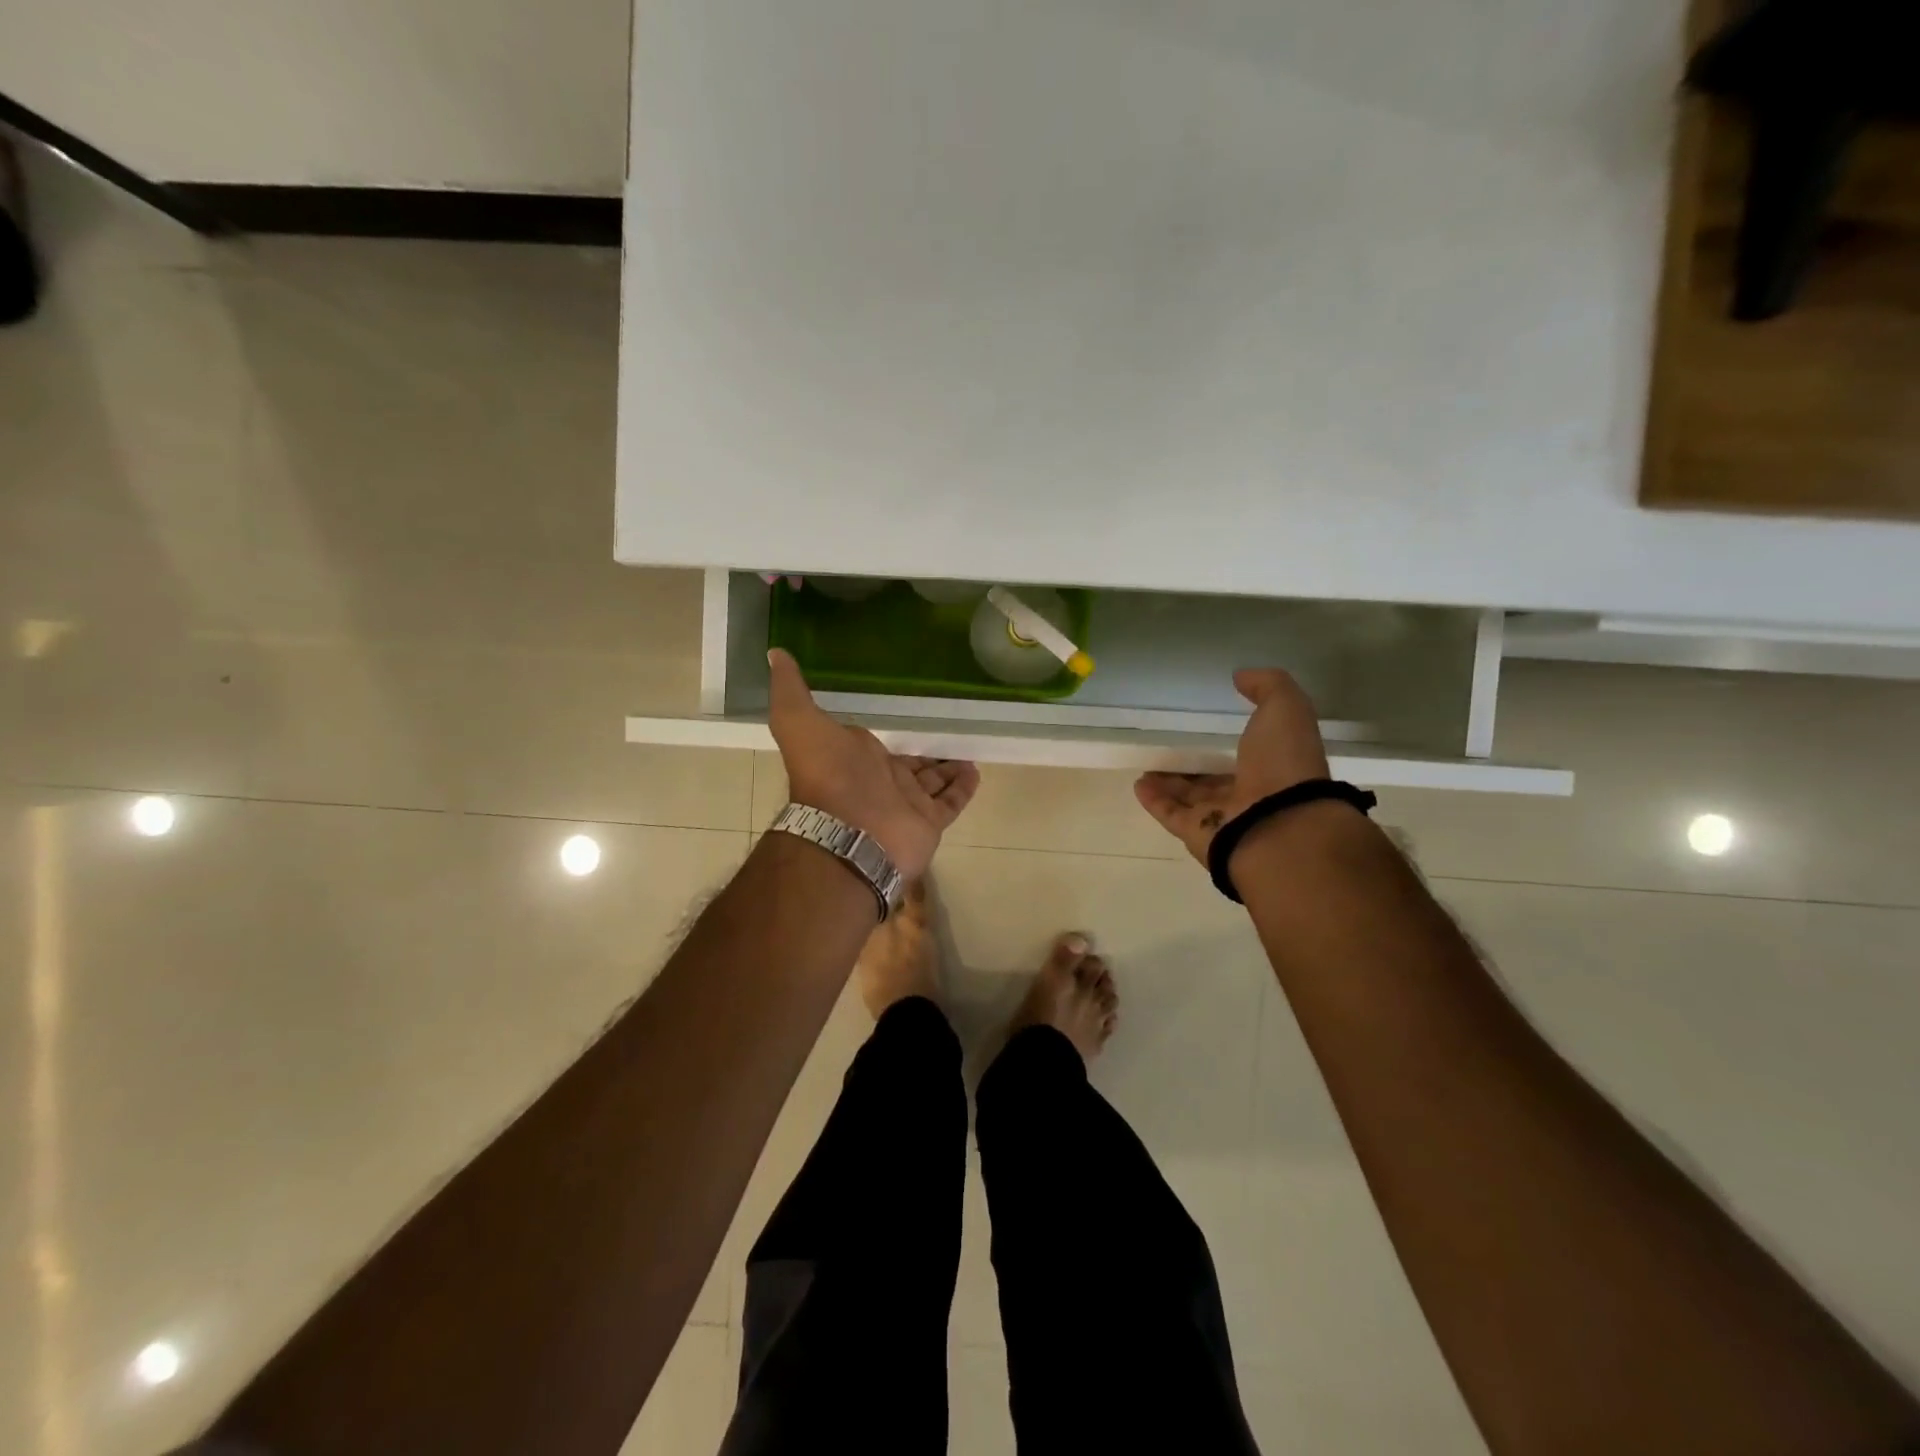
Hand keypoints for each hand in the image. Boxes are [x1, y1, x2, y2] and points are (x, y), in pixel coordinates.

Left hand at [768, 649, 979, 878]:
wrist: (849, 832)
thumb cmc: (828, 774)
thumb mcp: (798, 721)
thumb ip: (791, 689)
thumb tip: (775, 653)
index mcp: (856, 759)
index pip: (880, 745)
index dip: (894, 734)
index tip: (912, 717)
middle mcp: (882, 782)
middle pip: (910, 765)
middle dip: (927, 754)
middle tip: (951, 734)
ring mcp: (906, 804)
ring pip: (933, 783)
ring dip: (948, 768)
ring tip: (969, 751)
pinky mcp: (929, 823)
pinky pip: (951, 803)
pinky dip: (963, 789)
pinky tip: (976, 770)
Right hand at [1133, 668, 1330, 866]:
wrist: (1278, 824)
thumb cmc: (1283, 763)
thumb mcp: (1285, 709)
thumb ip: (1268, 686)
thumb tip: (1241, 676)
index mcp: (1274, 769)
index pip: (1247, 756)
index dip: (1229, 743)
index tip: (1206, 727)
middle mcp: (1249, 796)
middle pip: (1215, 781)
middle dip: (1194, 768)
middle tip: (1170, 750)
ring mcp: (1222, 819)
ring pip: (1190, 799)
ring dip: (1169, 784)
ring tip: (1147, 768)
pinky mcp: (1196, 835)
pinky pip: (1171, 814)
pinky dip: (1154, 800)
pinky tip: (1138, 784)